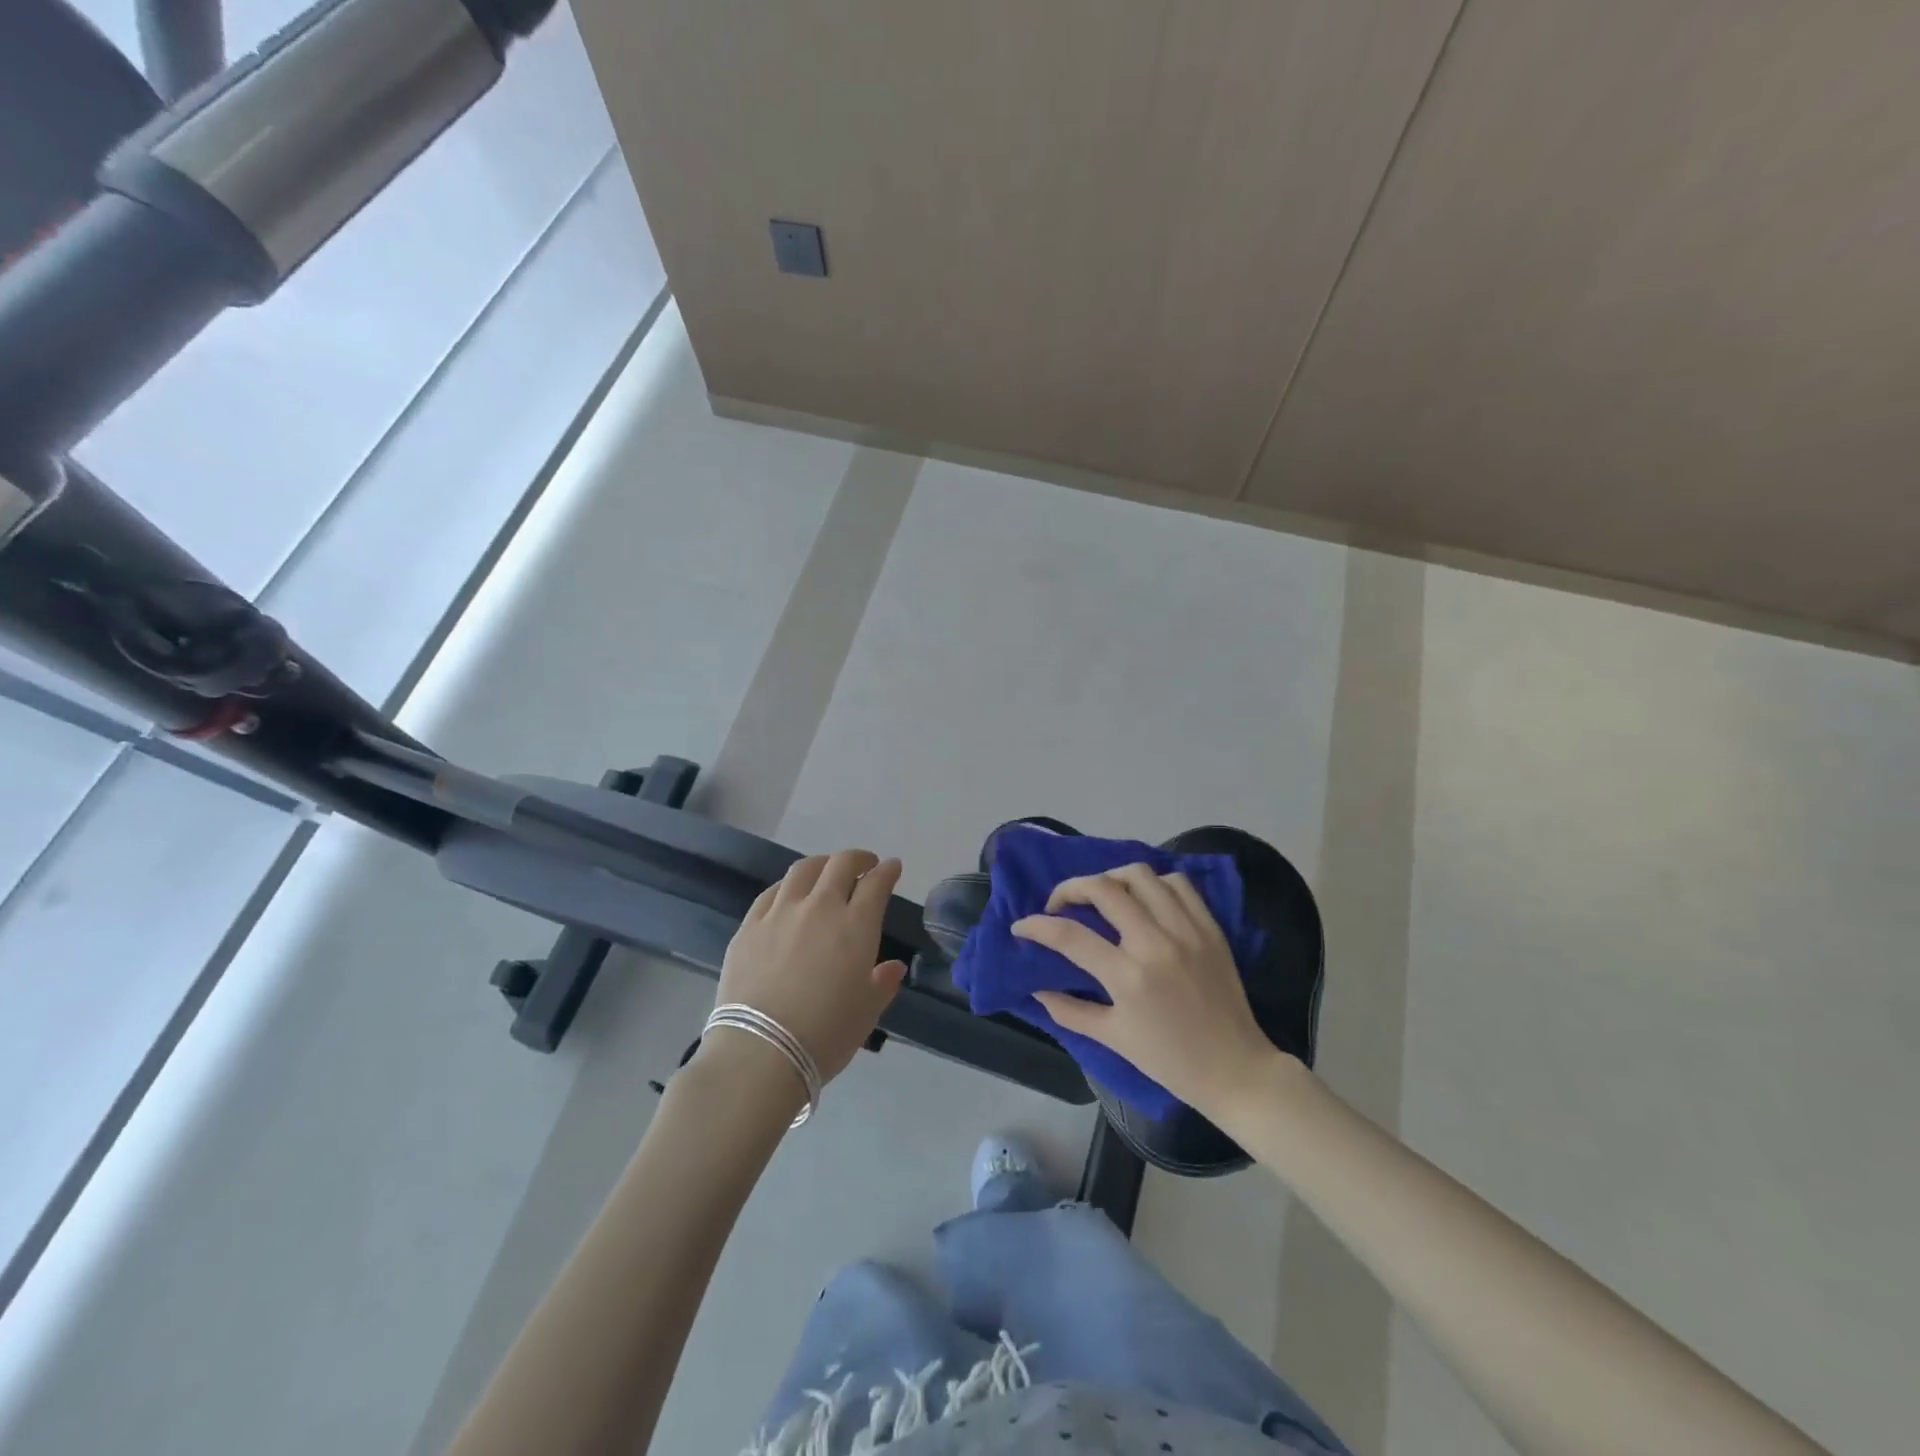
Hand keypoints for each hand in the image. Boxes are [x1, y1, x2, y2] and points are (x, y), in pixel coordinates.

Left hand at [713, 850, 907, 1084]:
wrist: (760, 1052)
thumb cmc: (825, 1035)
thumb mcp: (867, 1012)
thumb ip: (883, 983)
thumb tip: (894, 967)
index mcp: (856, 925)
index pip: (876, 883)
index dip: (888, 871)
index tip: (892, 867)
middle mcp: (820, 907)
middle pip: (840, 864)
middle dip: (858, 859)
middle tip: (865, 865)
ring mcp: (780, 913)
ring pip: (803, 870)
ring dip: (822, 865)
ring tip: (826, 872)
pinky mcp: (748, 926)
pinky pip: (771, 892)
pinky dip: (788, 886)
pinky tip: (789, 894)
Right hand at [1013, 863, 1282, 1118]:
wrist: (1236, 1069)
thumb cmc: (1170, 1061)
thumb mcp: (1113, 1039)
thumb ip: (1069, 1011)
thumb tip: (1036, 988)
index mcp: (1128, 977)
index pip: (1070, 935)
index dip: (1036, 926)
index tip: (1022, 926)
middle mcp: (1155, 943)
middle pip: (1103, 888)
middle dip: (1070, 888)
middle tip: (1060, 904)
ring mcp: (1186, 930)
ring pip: (1140, 875)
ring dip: (1110, 878)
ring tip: (1100, 895)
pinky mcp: (1209, 927)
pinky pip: (1178, 884)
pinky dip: (1153, 883)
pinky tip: (1143, 899)